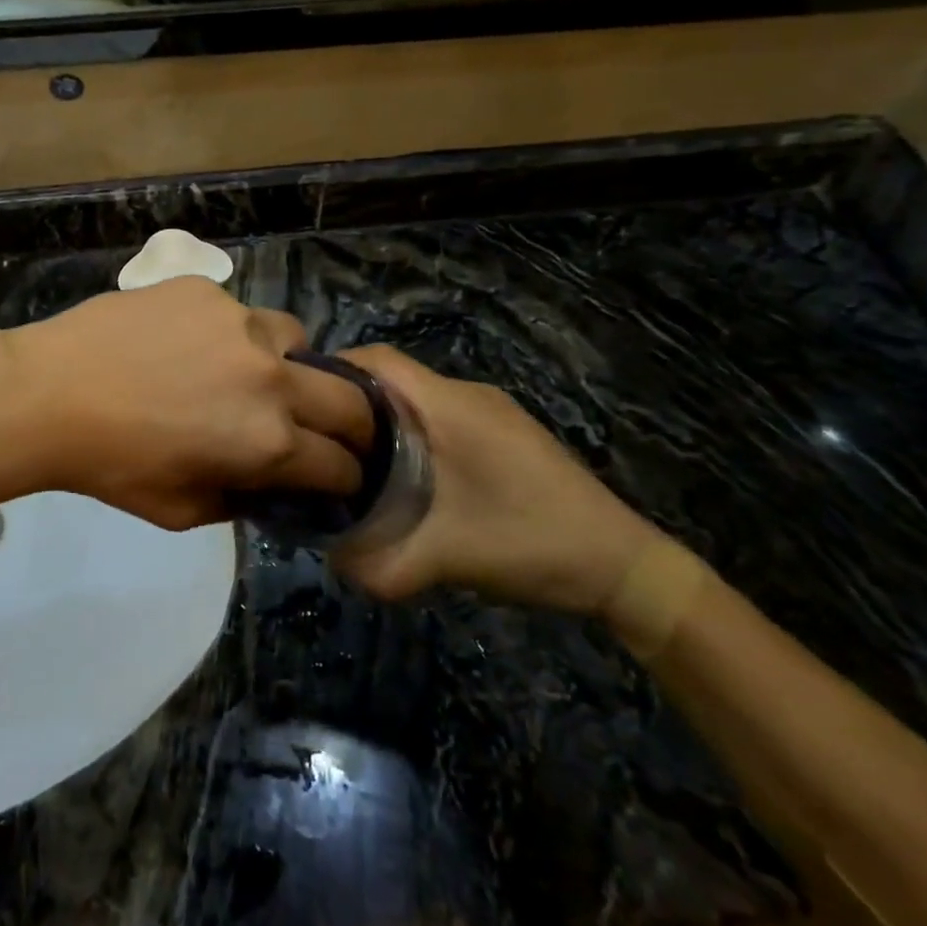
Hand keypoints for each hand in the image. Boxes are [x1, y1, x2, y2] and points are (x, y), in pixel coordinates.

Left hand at [0, 279, 374, 530]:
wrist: (50, 393)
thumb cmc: (112, 466)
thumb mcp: (182, 511)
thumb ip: (242, 500)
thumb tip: (269, 483)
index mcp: (269, 442)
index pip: (339, 464)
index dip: (347, 477)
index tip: (343, 477)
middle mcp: (271, 377)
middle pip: (349, 400)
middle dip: (356, 425)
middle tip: (337, 431)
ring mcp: (241, 323)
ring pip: (298, 340)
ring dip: (294, 365)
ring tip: (258, 373)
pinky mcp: (208, 291)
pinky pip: (242, 314)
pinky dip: (237, 336)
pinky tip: (196, 346)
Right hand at [330, 347, 657, 613]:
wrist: (624, 566)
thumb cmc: (531, 543)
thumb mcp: (445, 559)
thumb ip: (379, 564)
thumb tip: (329, 560)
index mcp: (450, 405)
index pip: (378, 359)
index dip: (334, 370)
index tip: (301, 404)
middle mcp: (468, 395)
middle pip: (393, 378)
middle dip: (350, 403)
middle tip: (317, 442)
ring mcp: (491, 412)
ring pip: (417, 399)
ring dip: (382, 421)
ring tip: (350, 461)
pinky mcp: (505, 434)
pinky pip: (441, 417)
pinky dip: (411, 435)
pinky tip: (405, 478)